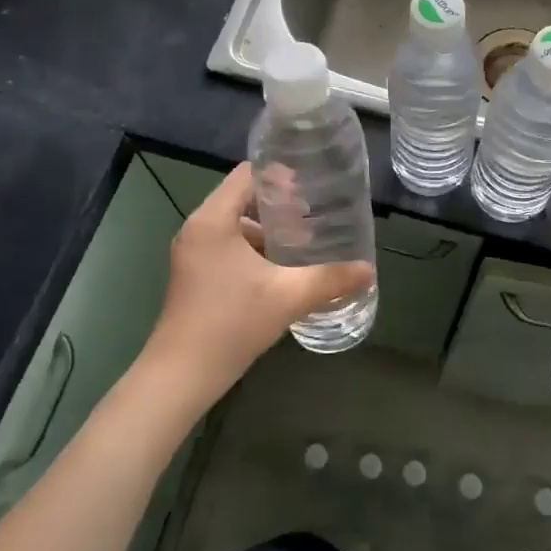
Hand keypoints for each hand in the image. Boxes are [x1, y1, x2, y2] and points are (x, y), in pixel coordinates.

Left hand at [139, 163, 372, 413]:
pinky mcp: (194, 274)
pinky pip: (228, 246)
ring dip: (269, 230)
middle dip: (281, 205)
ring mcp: (193, 252)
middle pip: (242, 198)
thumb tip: (368, 269)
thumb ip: (330, 279)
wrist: (182, 375)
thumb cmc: (231, 323)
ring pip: (236, 225)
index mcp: (213, 220)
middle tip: (316, 214)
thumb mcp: (288, 297)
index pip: (247, 174)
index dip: (280, 174)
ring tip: (306, 242)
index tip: (312, 184)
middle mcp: (198, 228)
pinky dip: (255, 249)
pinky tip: (282, 269)